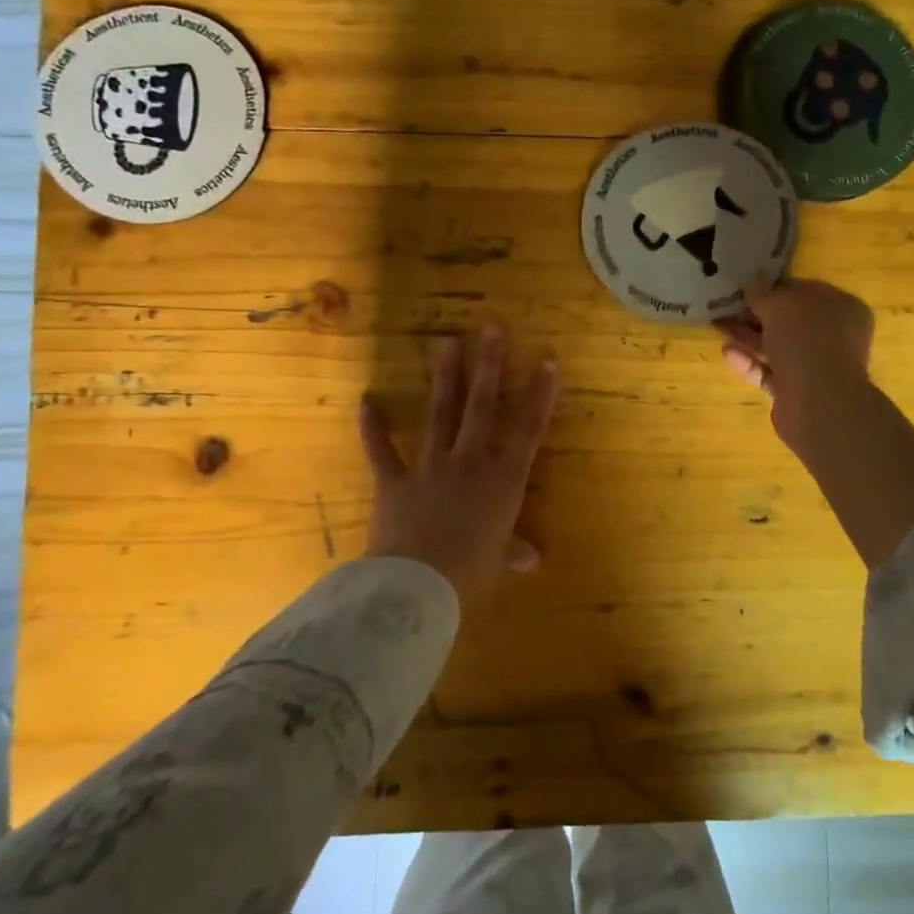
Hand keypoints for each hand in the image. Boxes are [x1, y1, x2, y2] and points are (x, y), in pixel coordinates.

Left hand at [359, 325, 560, 597]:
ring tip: (448, 342)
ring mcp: (430, 467)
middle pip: (482, 406)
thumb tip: (531, 558)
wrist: (417, 585)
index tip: (548, 360)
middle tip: (492, 327)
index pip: (528, 429)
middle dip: (489, 364)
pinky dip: (372, 427)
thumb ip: (514, 550)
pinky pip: (382, 450)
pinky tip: (366, 400)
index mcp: (503, 480)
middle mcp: (469, 462)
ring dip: (445, 377)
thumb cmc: (470, 571)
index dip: (540, 394)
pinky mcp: (394, 480)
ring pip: (440, 413)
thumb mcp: (498, 560)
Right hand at [718, 277, 875, 449]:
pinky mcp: (798, 391)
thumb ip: (763, 293)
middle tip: (726, 309)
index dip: (775, 289)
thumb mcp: (779, 305)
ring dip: (749, 338)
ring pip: (778, 347)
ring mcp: (818, 366)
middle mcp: (835, 336)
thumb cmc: (805, 339)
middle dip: (756, 316)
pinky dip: (751, 363)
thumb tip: (754, 282)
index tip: (746, 289)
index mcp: (842, 307)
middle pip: (790, 322)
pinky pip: (771, 372)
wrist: (818, 401)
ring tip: (720, 329)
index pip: (806, 291)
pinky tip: (728, 354)